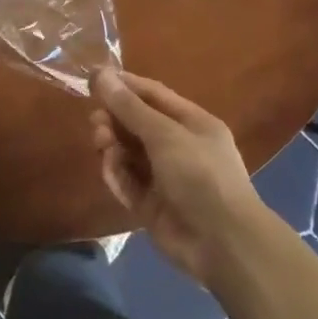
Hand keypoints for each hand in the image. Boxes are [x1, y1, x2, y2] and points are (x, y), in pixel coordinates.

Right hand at [90, 68, 271, 286]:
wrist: (223, 244)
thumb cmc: (200, 174)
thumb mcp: (165, 134)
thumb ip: (130, 108)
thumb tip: (102, 74)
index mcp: (193, 123)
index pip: (153, 96)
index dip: (124, 86)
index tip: (94, 79)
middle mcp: (179, 147)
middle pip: (138, 125)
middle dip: (115, 119)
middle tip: (95, 121)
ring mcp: (165, 179)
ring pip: (130, 154)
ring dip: (113, 146)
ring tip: (101, 143)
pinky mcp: (152, 206)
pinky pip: (129, 183)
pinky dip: (117, 174)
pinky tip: (110, 169)